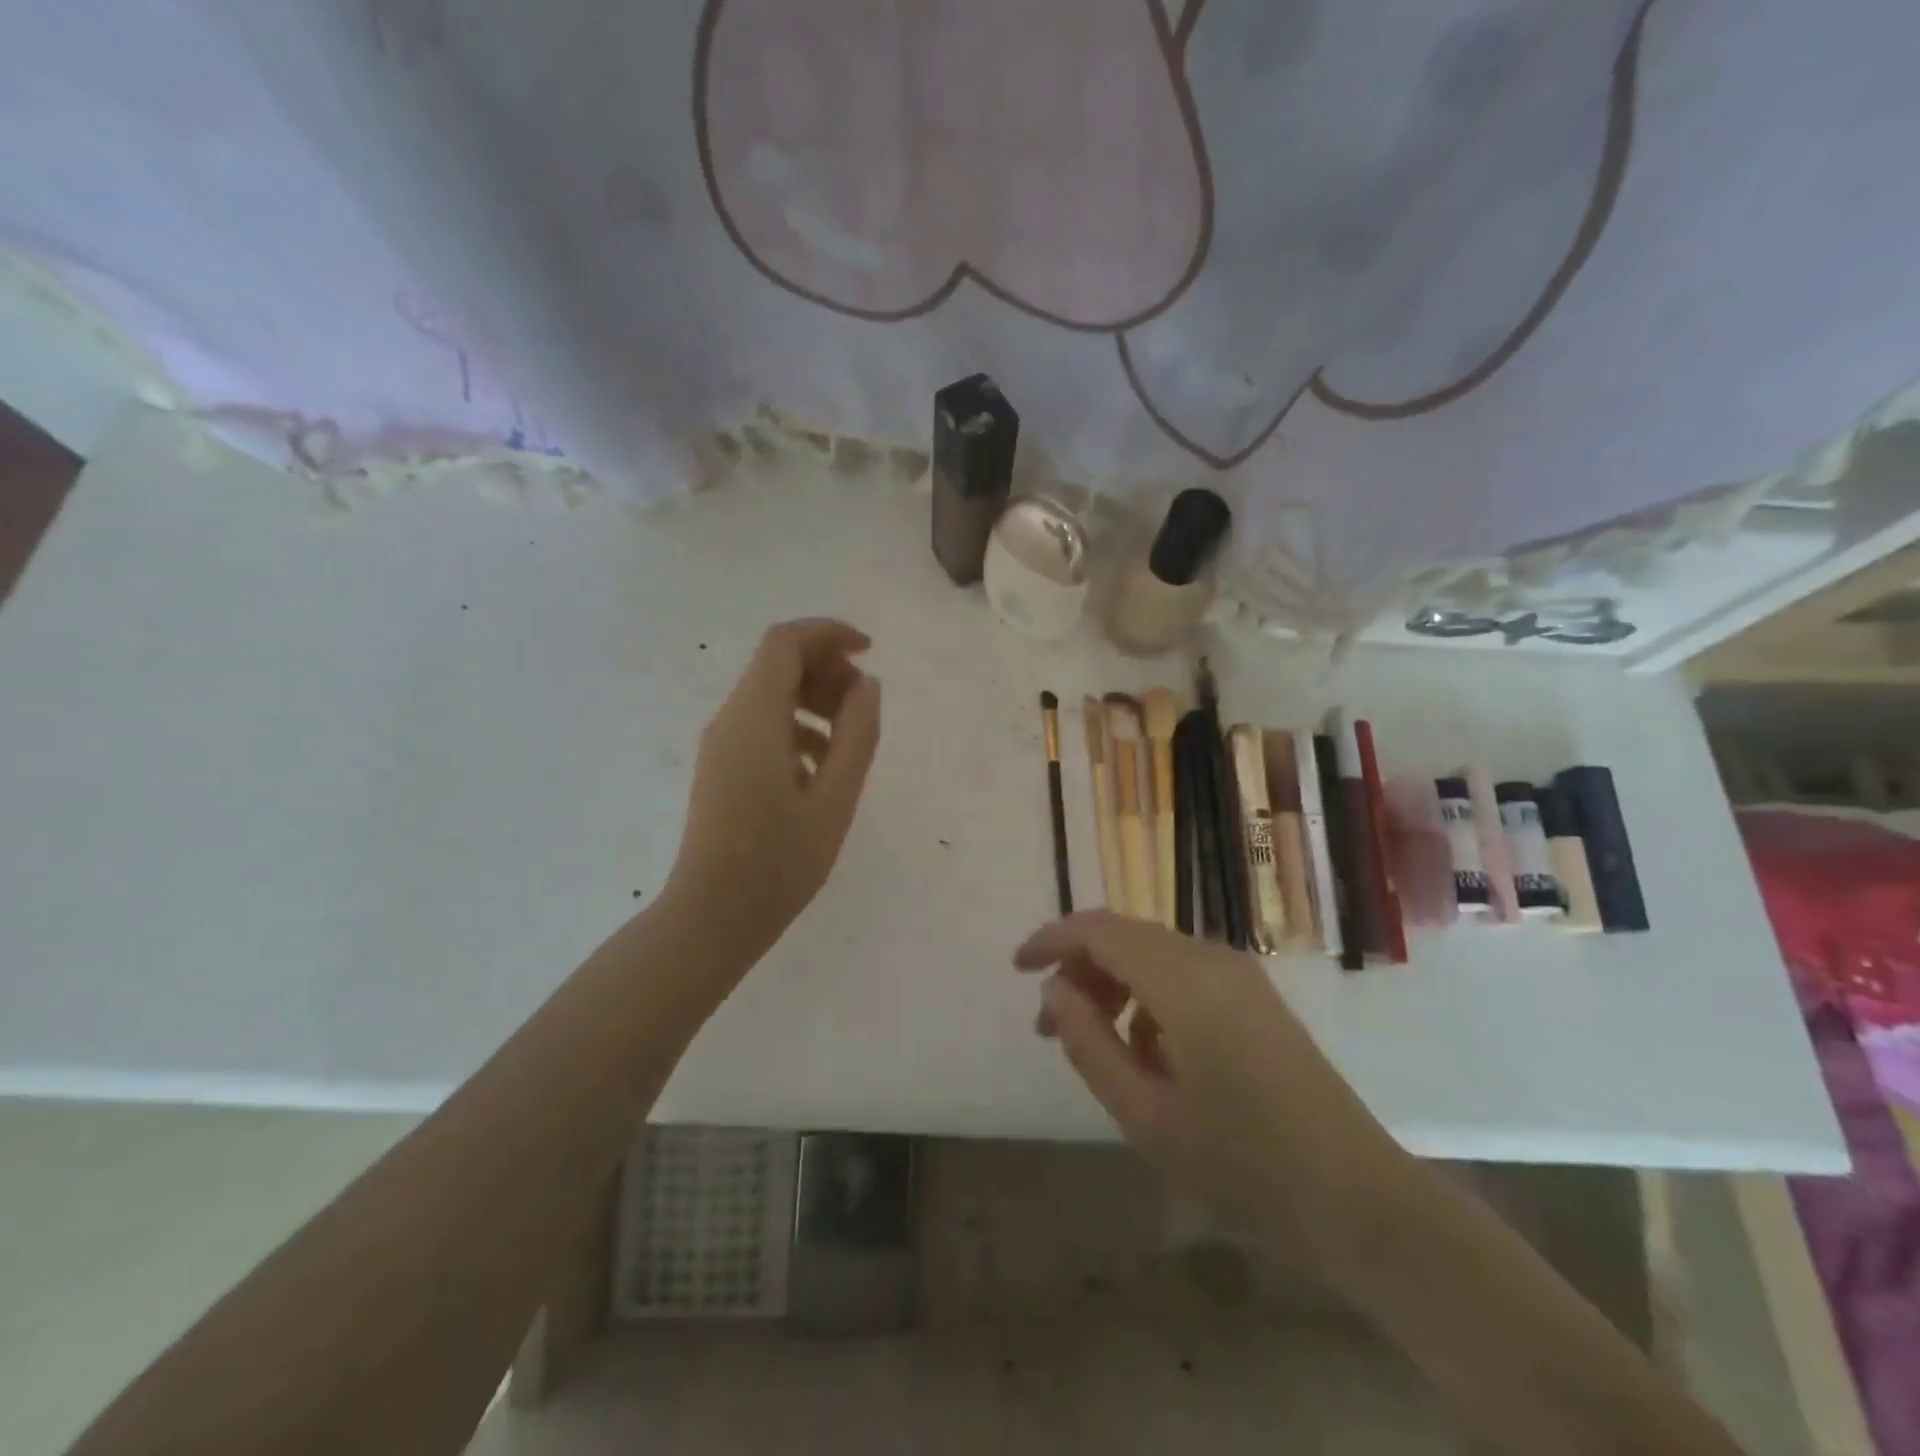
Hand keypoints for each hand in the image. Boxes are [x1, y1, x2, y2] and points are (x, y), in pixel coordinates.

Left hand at [669, 619, 880, 958]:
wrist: (713, 916)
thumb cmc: (779, 861)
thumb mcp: (835, 798)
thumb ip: (857, 734)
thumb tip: (866, 686)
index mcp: (754, 717)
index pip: (785, 642)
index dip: (829, 634)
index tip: (869, 652)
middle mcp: (730, 719)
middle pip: (777, 664)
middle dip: (826, 670)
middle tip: (864, 706)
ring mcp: (721, 744)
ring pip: (770, 695)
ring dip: (814, 700)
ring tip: (849, 741)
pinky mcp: (721, 767)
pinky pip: (761, 725)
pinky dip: (797, 727)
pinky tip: (821, 769)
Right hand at [1015, 913, 1410, 1264]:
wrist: (1355, 1197)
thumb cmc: (1241, 1163)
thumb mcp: (1144, 1114)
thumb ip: (1088, 1043)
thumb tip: (1054, 991)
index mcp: (1183, 981)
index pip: (1099, 930)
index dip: (1052, 940)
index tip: (1018, 968)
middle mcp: (1211, 958)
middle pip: (1125, 936)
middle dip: (1079, 968)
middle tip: (1050, 1024)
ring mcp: (1238, 974)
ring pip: (1153, 952)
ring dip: (1113, 982)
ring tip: (1094, 1041)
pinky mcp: (1254, 995)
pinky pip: (1183, 972)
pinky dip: (1148, 995)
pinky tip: (1149, 1053)